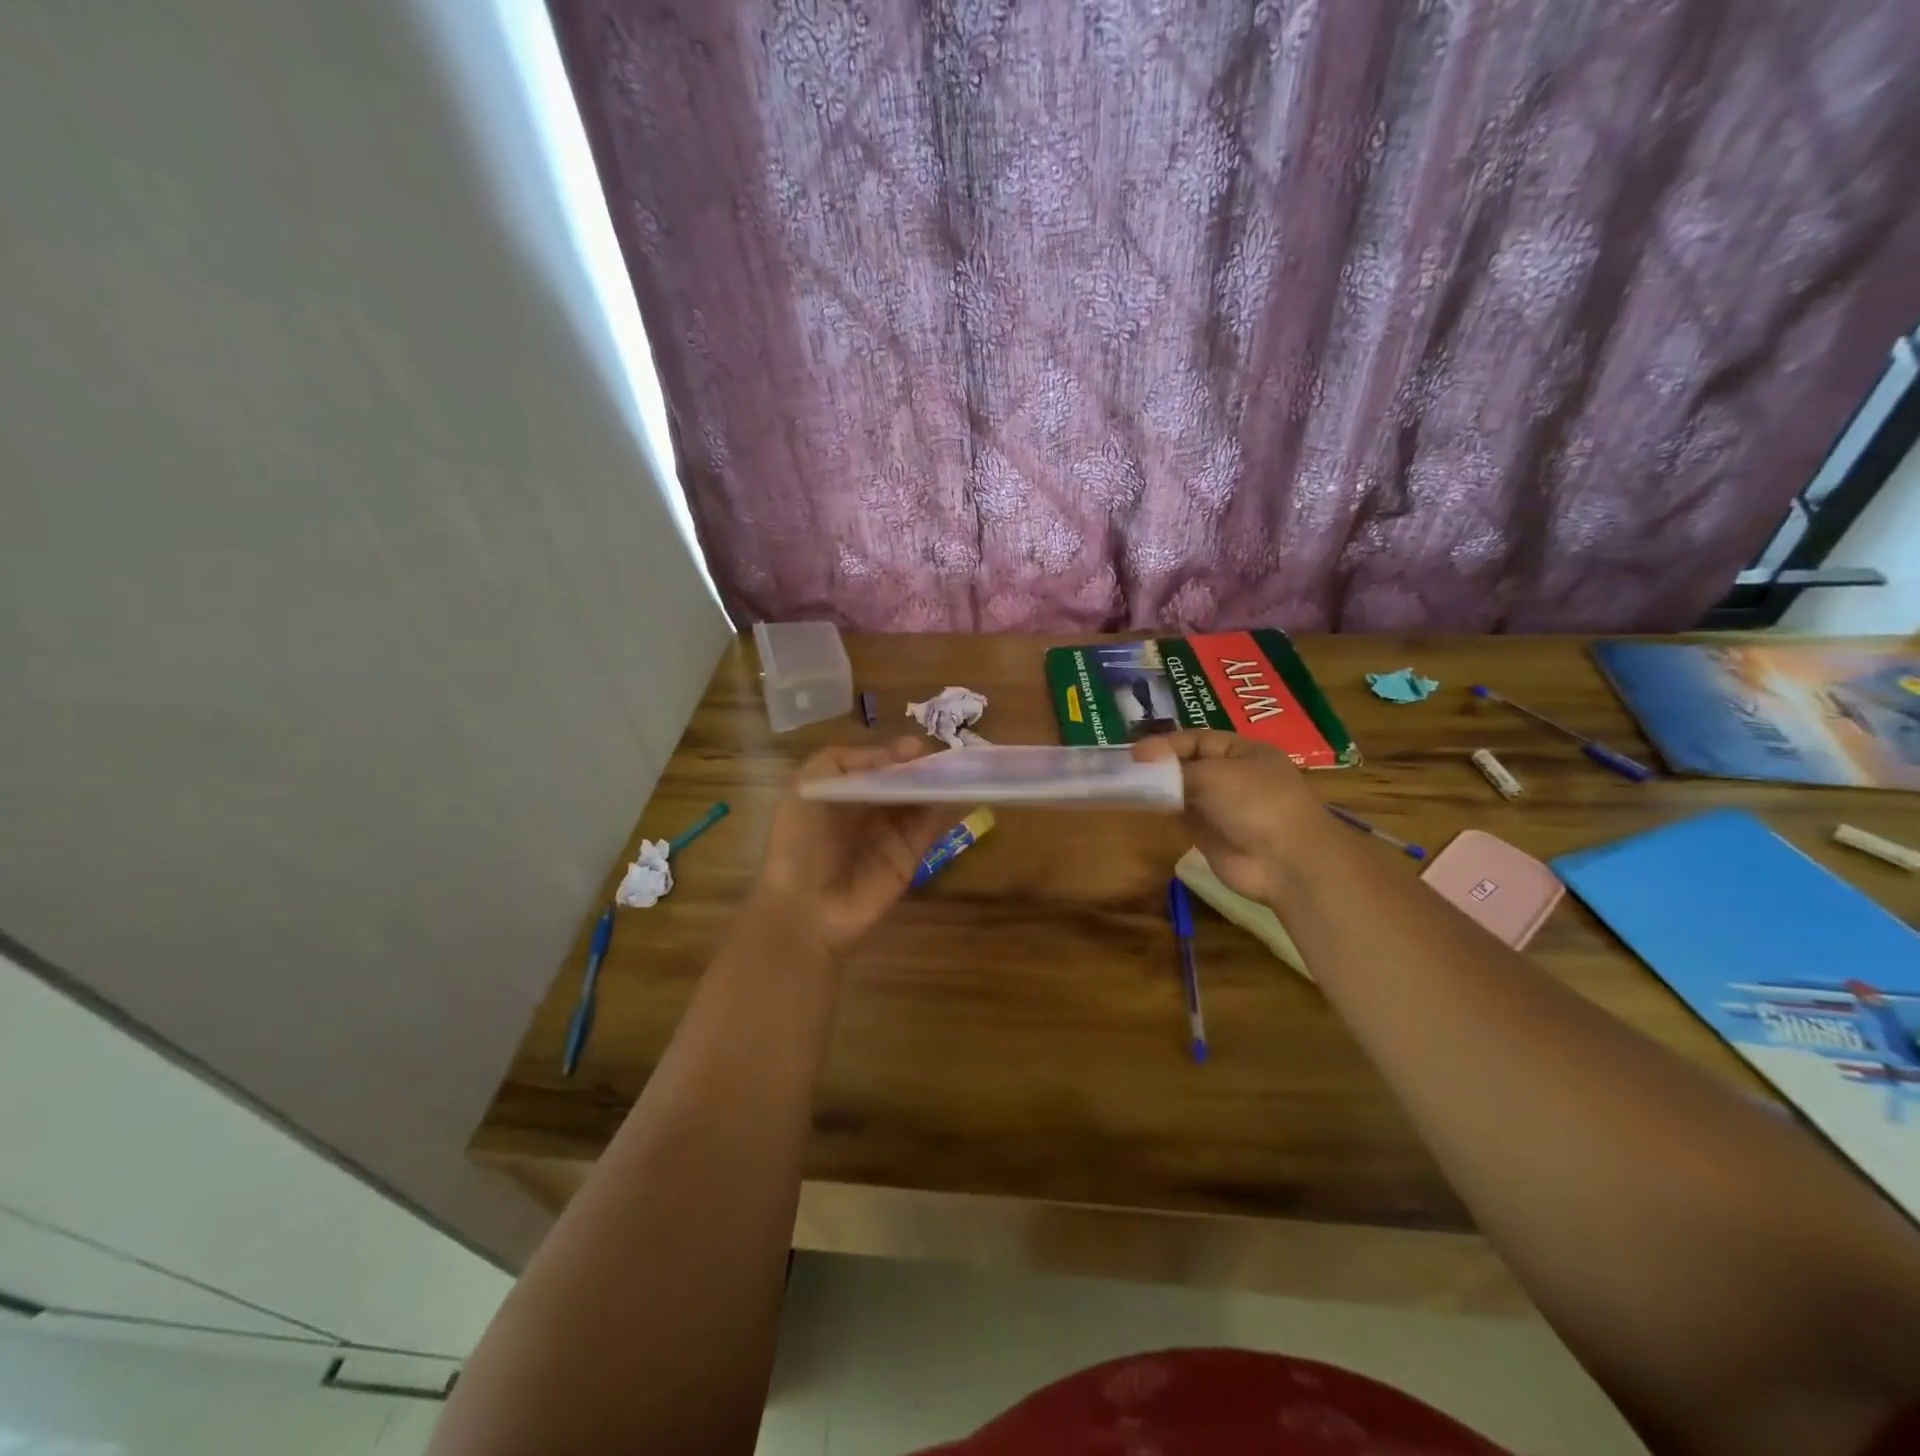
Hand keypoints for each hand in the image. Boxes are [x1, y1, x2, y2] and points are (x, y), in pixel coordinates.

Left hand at [751, 738, 952, 955]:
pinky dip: (948, 811)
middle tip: (949, 756)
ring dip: (940, 785)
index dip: (896, 754)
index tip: (918, 747)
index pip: (876, 765)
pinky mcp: (909, 857)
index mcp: (841, 791)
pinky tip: (963, 793)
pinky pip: (931, 828)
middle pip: (902, 781)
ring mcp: (891, 834)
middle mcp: (868, 810)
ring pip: (920, 801)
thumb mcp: (807, 787)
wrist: (805, 908)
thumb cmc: (799, 842)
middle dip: (923, 767)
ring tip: (964, 769)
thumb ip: (845, 761)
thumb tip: (895, 754)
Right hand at [1133, 731, 1324, 906]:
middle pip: (1188, 764)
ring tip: (1126, 783)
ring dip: (1158, 787)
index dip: (1166, 744)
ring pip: (1182, 790)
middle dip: (1159, 764)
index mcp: (1243, 752)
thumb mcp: (1214, 774)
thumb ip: (1176, 769)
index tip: (1135, 754)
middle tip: (1126, 767)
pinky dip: (1162, 809)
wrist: (1284, 861)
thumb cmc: (1255, 802)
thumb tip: (1146, 767)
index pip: (1197, 739)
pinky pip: (1180, 815)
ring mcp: (1220, 807)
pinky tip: (1140, 804)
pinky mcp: (1209, 834)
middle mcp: (1232, 776)